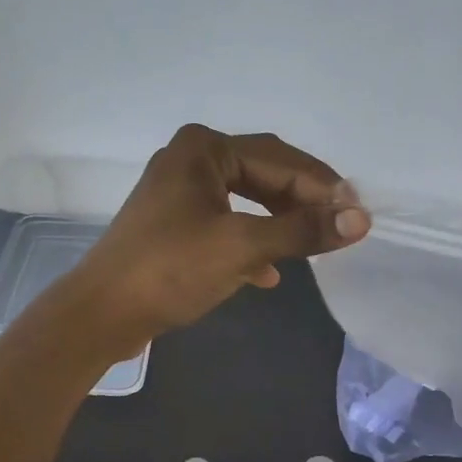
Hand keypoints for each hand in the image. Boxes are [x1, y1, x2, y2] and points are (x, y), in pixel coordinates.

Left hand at [74, 125, 370, 350]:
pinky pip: (227, 223)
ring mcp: (180, 192)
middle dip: (302, 202)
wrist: (101, 313)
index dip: (323, 188)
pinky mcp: (175, 224)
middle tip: (339, 229)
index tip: (358, 216)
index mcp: (204, 148)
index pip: (280, 159)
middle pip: (264, 174)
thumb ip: (301, 230)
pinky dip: (251, 243)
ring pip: (247, 200)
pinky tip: (269, 272)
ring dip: (279, 223)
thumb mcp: (241, 247)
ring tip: (311, 245)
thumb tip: (360, 220)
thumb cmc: (170, 270)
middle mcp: (191, 159)